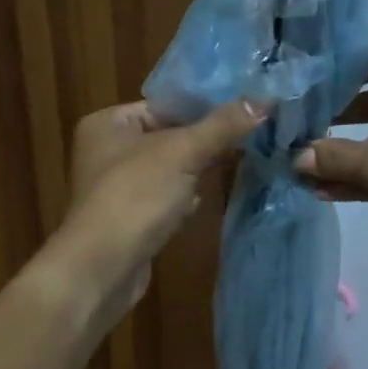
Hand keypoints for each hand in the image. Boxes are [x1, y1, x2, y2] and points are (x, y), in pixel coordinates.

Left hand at [58, 99, 265, 318]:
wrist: (102, 268)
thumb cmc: (136, 195)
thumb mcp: (183, 151)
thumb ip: (222, 125)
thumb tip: (265, 100)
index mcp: (108, 123)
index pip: (163, 104)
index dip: (203, 106)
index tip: (243, 109)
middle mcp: (106, 150)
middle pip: (167, 135)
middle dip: (204, 140)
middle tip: (249, 135)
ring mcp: (115, 187)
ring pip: (168, 168)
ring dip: (196, 170)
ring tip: (237, 162)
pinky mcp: (128, 218)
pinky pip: (163, 198)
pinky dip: (182, 198)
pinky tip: (201, 202)